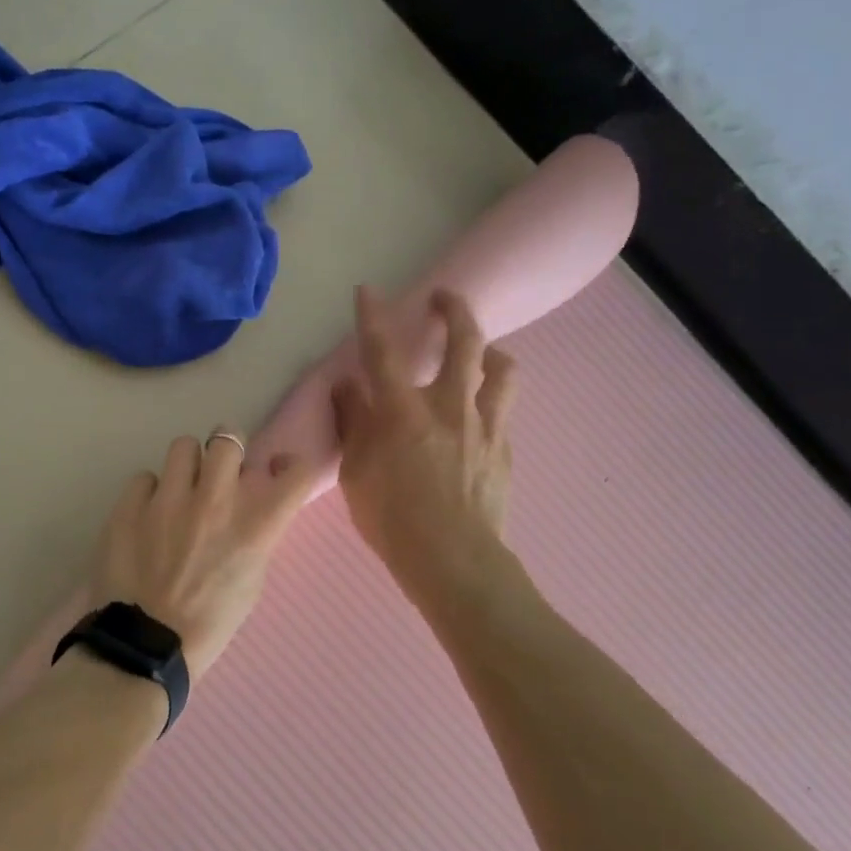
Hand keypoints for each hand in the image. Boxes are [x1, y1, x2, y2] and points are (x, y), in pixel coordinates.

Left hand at [90, 430, 317, 682]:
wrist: (146, 645)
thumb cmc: (210, 623)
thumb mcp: (251, 582)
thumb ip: (255, 536)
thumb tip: (249, 509)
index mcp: (255, 526)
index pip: (296, 472)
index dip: (290, 465)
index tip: (277, 471)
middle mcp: (216, 501)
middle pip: (229, 439)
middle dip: (227, 452)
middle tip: (219, 473)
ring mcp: (169, 499)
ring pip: (183, 446)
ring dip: (187, 465)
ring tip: (179, 490)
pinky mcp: (129, 505)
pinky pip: (144, 478)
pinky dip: (149, 493)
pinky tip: (146, 516)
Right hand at [332, 286, 519, 593]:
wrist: (452, 560)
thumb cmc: (392, 519)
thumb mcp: (355, 472)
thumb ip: (352, 423)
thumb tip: (347, 387)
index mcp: (403, 411)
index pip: (383, 352)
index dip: (374, 317)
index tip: (369, 290)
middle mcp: (450, 406)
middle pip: (464, 341)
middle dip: (454, 310)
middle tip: (444, 297)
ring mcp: (485, 426)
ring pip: (502, 370)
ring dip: (491, 352)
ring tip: (482, 353)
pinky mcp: (504, 450)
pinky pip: (503, 412)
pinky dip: (490, 403)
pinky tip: (479, 419)